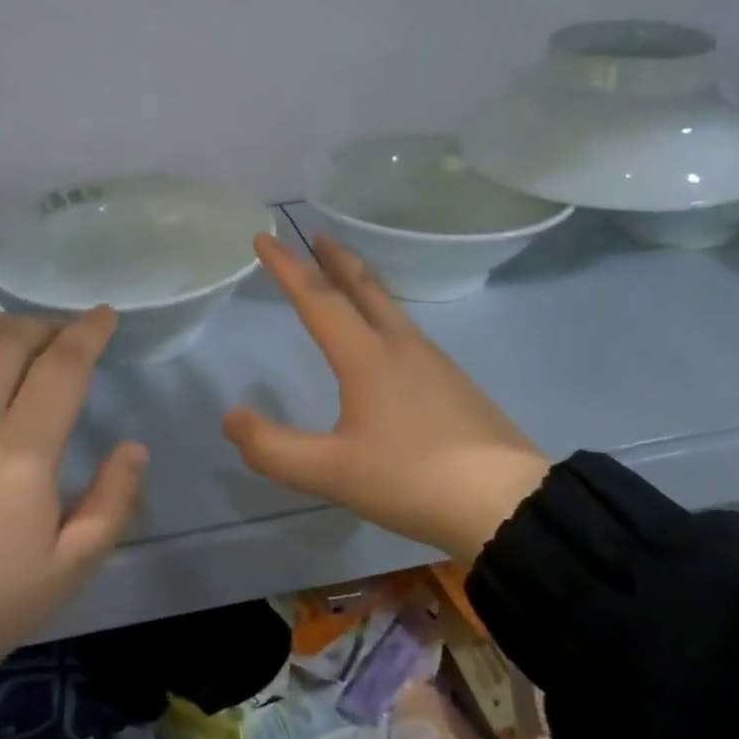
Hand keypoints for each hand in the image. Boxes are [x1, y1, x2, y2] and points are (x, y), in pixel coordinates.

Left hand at [0, 309, 146, 680]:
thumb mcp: (70, 569)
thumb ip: (113, 502)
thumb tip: (133, 447)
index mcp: (21, 454)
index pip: (61, 367)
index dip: (88, 332)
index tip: (104, 315)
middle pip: (9, 341)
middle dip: (45, 325)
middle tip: (64, 334)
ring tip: (18, 334)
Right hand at [223, 235, 547, 562]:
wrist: (507, 503)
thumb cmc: (413, 480)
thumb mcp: (332, 473)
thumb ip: (273, 449)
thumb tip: (231, 417)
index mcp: (367, 357)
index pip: (318, 298)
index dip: (287, 267)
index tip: (264, 237)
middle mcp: (401, 346)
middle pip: (364, 287)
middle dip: (334, 258)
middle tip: (316, 234)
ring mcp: (434, 362)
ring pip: (389, 307)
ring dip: (361, 283)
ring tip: (344, 279)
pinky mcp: (454, 383)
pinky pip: (406, 331)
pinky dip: (382, 314)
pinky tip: (385, 339)